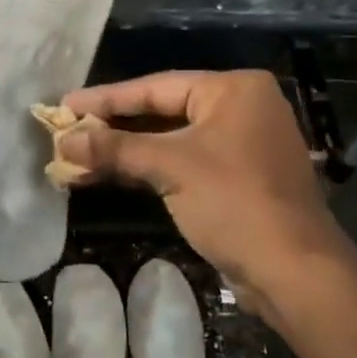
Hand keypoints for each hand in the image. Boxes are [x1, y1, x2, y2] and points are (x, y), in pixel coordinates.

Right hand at [59, 70, 343, 314]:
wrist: (293, 271)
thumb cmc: (234, 202)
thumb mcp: (170, 167)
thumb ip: (115, 148)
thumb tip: (63, 140)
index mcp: (233, 90)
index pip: (156, 87)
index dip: (106, 99)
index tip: (64, 105)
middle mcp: (240, 108)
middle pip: (162, 111)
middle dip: (112, 127)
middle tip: (67, 131)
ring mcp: (240, 144)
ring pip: (170, 140)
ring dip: (125, 152)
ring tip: (75, 158)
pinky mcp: (236, 178)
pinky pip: (182, 162)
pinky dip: (147, 169)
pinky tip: (108, 175)